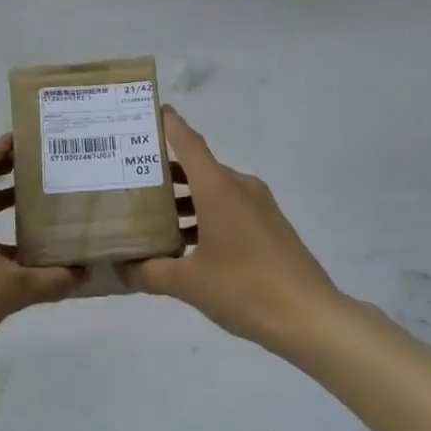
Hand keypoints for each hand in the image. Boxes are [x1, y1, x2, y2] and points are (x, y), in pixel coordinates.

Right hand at [119, 109, 344, 354]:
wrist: (310, 316)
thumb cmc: (245, 289)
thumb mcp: (189, 284)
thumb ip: (149, 272)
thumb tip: (120, 267)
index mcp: (218, 188)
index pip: (188, 142)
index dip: (167, 125)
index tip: (145, 114)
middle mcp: (239, 186)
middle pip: (197, 167)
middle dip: (164, 171)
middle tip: (129, 179)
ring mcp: (259, 205)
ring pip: (213, 189)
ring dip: (184, 198)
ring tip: (151, 216)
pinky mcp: (269, 225)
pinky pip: (229, 206)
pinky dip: (205, 214)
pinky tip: (186, 243)